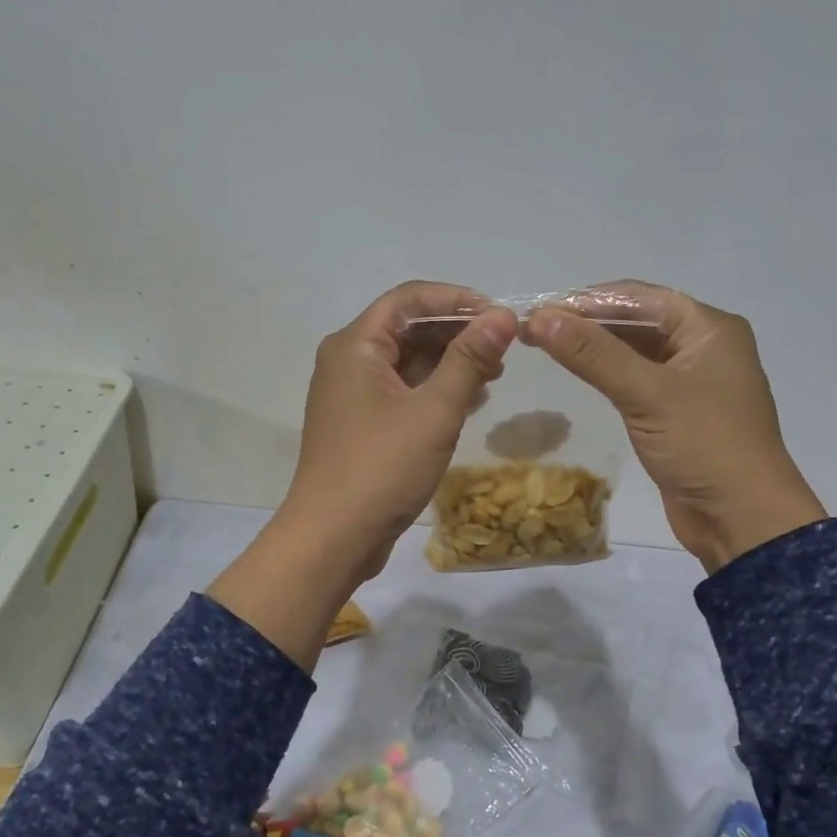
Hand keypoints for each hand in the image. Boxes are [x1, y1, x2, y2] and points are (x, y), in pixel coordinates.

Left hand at [209, 283, 518, 667]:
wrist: (332, 538)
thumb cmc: (382, 468)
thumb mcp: (434, 411)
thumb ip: (469, 359)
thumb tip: (502, 316)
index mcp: (355, 345)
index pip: (410, 298)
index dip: (458, 300)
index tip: (500, 316)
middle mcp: (348, 360)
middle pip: (408, 327)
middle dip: (457, 333)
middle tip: (504, 351)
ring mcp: (351, 394)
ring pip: (406, 361)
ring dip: (449, 363)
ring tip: (494, 376)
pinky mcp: (360, 423)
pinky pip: (401, 391)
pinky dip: (434, 390)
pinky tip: (469, 402)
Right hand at [529, 283, 825, 572]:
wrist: (742, 520)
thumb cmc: (704, 445)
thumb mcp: (647, 394)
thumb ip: (593, 354)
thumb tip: (541, 317)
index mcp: (709, 328)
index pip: (639, 297)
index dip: (586, 301)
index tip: (539, 308)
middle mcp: (702, 346)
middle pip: (636, 321)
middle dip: (586, 323)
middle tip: (533, 329)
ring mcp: (690, 380)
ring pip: (633, 351)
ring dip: (593, 348)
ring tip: (543, 345)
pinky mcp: (676, 412)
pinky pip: (636, 380)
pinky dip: (606, 374)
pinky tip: (575, 373)